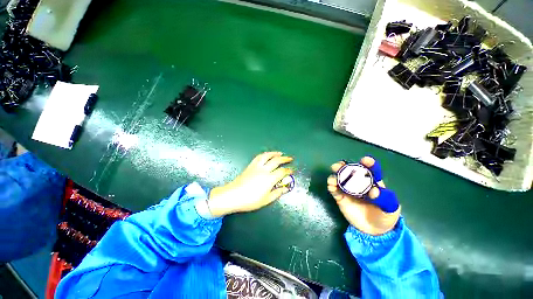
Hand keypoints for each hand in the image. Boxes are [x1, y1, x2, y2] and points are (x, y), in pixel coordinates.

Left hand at [208, 152, 293, 216]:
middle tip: (290, 158)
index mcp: (269, 179)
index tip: (292, 170)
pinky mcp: (250, 165)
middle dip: (285, 159)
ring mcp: (256, 166)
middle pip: (276, 161)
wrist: (233, 195)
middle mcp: (264, 170)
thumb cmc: (250, 200)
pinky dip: (265, 154)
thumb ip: (277, 193)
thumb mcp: (266, 200)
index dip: (289, 171)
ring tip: (280, 153)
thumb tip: (285, 188)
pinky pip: (259, 157)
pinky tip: (267, 155)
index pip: (282, 172)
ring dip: (275, 153)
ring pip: (267, 156)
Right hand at [327, 157, 400, 235]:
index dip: (368, 163)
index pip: (371, 170)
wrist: (374, 230)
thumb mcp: (391, 209)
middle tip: (340, 166)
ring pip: (339, 178)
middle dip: (344, 166)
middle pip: (350, 171)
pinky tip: (331, 186)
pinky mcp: (340, 197)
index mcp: (373, 182)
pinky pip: (334, 190)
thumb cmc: (385, 216)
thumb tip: (373, 191)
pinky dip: (331, 186)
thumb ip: (385, 200)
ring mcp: (348, 190)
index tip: (365, 160)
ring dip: (335, 175)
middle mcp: (358, 183)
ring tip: (334, 178)